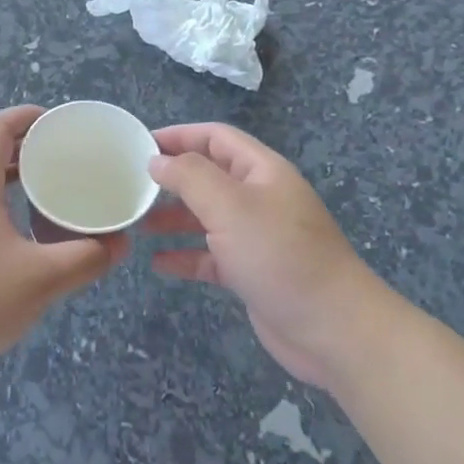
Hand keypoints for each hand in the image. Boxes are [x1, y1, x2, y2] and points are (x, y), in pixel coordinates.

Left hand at [0, 107, 128, 378]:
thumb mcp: (42, 279)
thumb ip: (86, 258)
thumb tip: (119, 244)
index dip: (26, 116)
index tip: (59, 123)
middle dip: (32, 152)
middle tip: (70, 162)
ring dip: (22, 186)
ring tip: (59, 199)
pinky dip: (12, 214)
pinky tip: (35, 245)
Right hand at [145, 123, 394, 388]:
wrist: (332, 328)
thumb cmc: (279, 255)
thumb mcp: (230, 206)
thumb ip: (190, 177)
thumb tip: (157, 160)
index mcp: (262, 171)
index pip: (215, 138)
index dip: (179, 135)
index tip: (139, 144)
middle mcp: (260, 198)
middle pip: (209, 176)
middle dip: (172, 179)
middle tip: (131, 186)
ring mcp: (257, 237)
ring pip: (207, 217)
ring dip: (174, 218)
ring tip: (138, 224)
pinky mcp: (252, 272)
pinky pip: (212, 257)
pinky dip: (186, 256)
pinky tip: (159, 263)